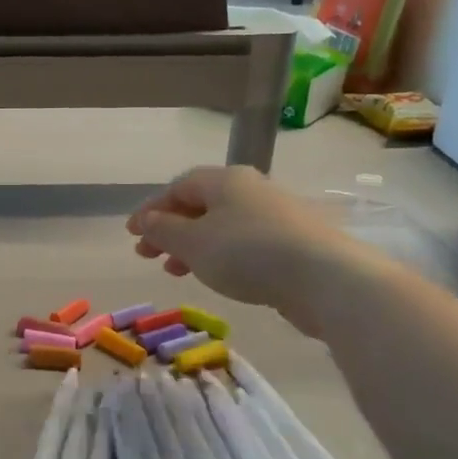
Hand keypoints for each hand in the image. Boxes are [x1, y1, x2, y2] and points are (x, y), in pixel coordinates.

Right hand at [127, 166, 370, 337]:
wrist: (326, 278)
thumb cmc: (248, 253)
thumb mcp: (193, 242)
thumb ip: (163, 230)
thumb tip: (145, 219)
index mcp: (224, 180)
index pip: (178, 187)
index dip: (150, 210)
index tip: (131, 235)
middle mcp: (250, 189)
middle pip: (200, 205)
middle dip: (170, 230)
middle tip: (148, 255)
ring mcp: (275, 215)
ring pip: (221, 226)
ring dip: (193, 246)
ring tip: (177, 271)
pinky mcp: (292, 242)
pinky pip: (243, 243)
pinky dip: (220, 256)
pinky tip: (217, 276)